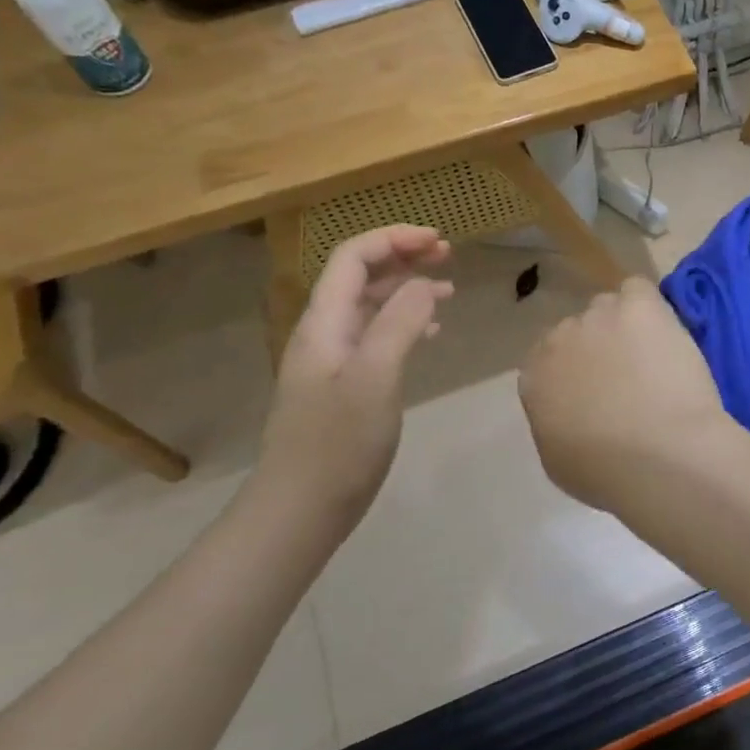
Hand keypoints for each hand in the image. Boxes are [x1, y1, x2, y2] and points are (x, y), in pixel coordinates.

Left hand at [254, 225, 451, 525]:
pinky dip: (406, 322)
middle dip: (402, 257)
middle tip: (447, 254)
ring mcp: (333, 361)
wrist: (300, 510)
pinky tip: (432, 330)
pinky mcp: (345, 386)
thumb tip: (425, 284)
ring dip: (407, 288)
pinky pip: (377, 336)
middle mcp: (324, 333)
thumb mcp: (376, 377)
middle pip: (360, 276)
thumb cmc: (338, 443)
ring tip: (448, 286)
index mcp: (324, 323)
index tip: (438, 240)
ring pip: (371, 305)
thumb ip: (400, 323)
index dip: (393, 239)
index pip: (352, 257)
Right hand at [518, 276, 732, 513]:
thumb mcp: (558, 459)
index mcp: (535, 377)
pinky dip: (650, 306)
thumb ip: (554, 421)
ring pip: (610, 308)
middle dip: (600, 347)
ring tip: (655, 356)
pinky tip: (664, 330)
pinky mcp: (638, 305)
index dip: (576, 370)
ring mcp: (598, 316)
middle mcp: (559, 338)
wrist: (661, 456)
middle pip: (579, 329)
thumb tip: (568, 408)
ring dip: (626, 326)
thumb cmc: (608, 473)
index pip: (548, 358)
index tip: (598, 389)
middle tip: (631, 376)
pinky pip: (638, 289)